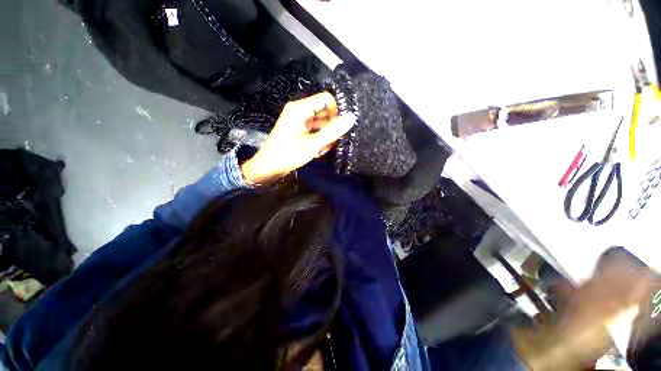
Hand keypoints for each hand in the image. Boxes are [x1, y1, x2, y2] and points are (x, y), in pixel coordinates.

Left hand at [241, 92, 355, 184]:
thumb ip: (332, 131)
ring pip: (321, 123)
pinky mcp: (300, 130)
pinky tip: (319, 151)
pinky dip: (320, 140)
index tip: (342, 127)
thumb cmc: (288, 155)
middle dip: (331, 126)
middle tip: (333, 141)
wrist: (269, 167)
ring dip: (326, 136)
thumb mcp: (313, 144)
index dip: (337, 110)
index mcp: (300, 108)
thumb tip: (351, 118)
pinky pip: (315, 130)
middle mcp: (300, 111)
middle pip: (324, 111)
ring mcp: (300, 121)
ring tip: (323, 149)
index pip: (326, 99)